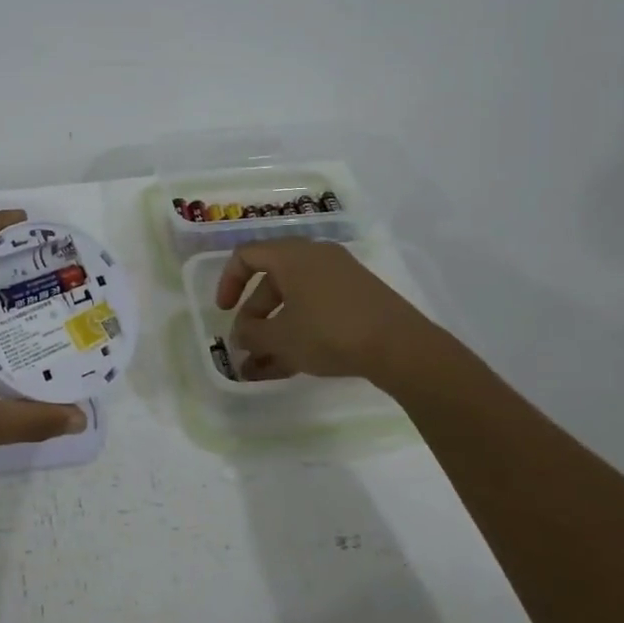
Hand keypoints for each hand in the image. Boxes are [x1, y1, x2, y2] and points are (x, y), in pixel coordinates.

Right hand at [215, 239, 436, 382]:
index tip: (223, 312)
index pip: (246, 256)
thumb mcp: (281, 337)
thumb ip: (252, 334)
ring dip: (275, 330)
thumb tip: (241, 335)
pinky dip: (300, 330)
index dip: (228, 282)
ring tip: (263, 367)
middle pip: (271, 281)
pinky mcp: (359, 297)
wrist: (400, 346)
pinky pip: (317, 308)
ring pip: (295, 300)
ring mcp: (340, 277)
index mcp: (292, 255)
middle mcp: (315, 257)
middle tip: (248, 345)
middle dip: (254, 316)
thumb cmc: (329, 332)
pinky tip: (291, 365)